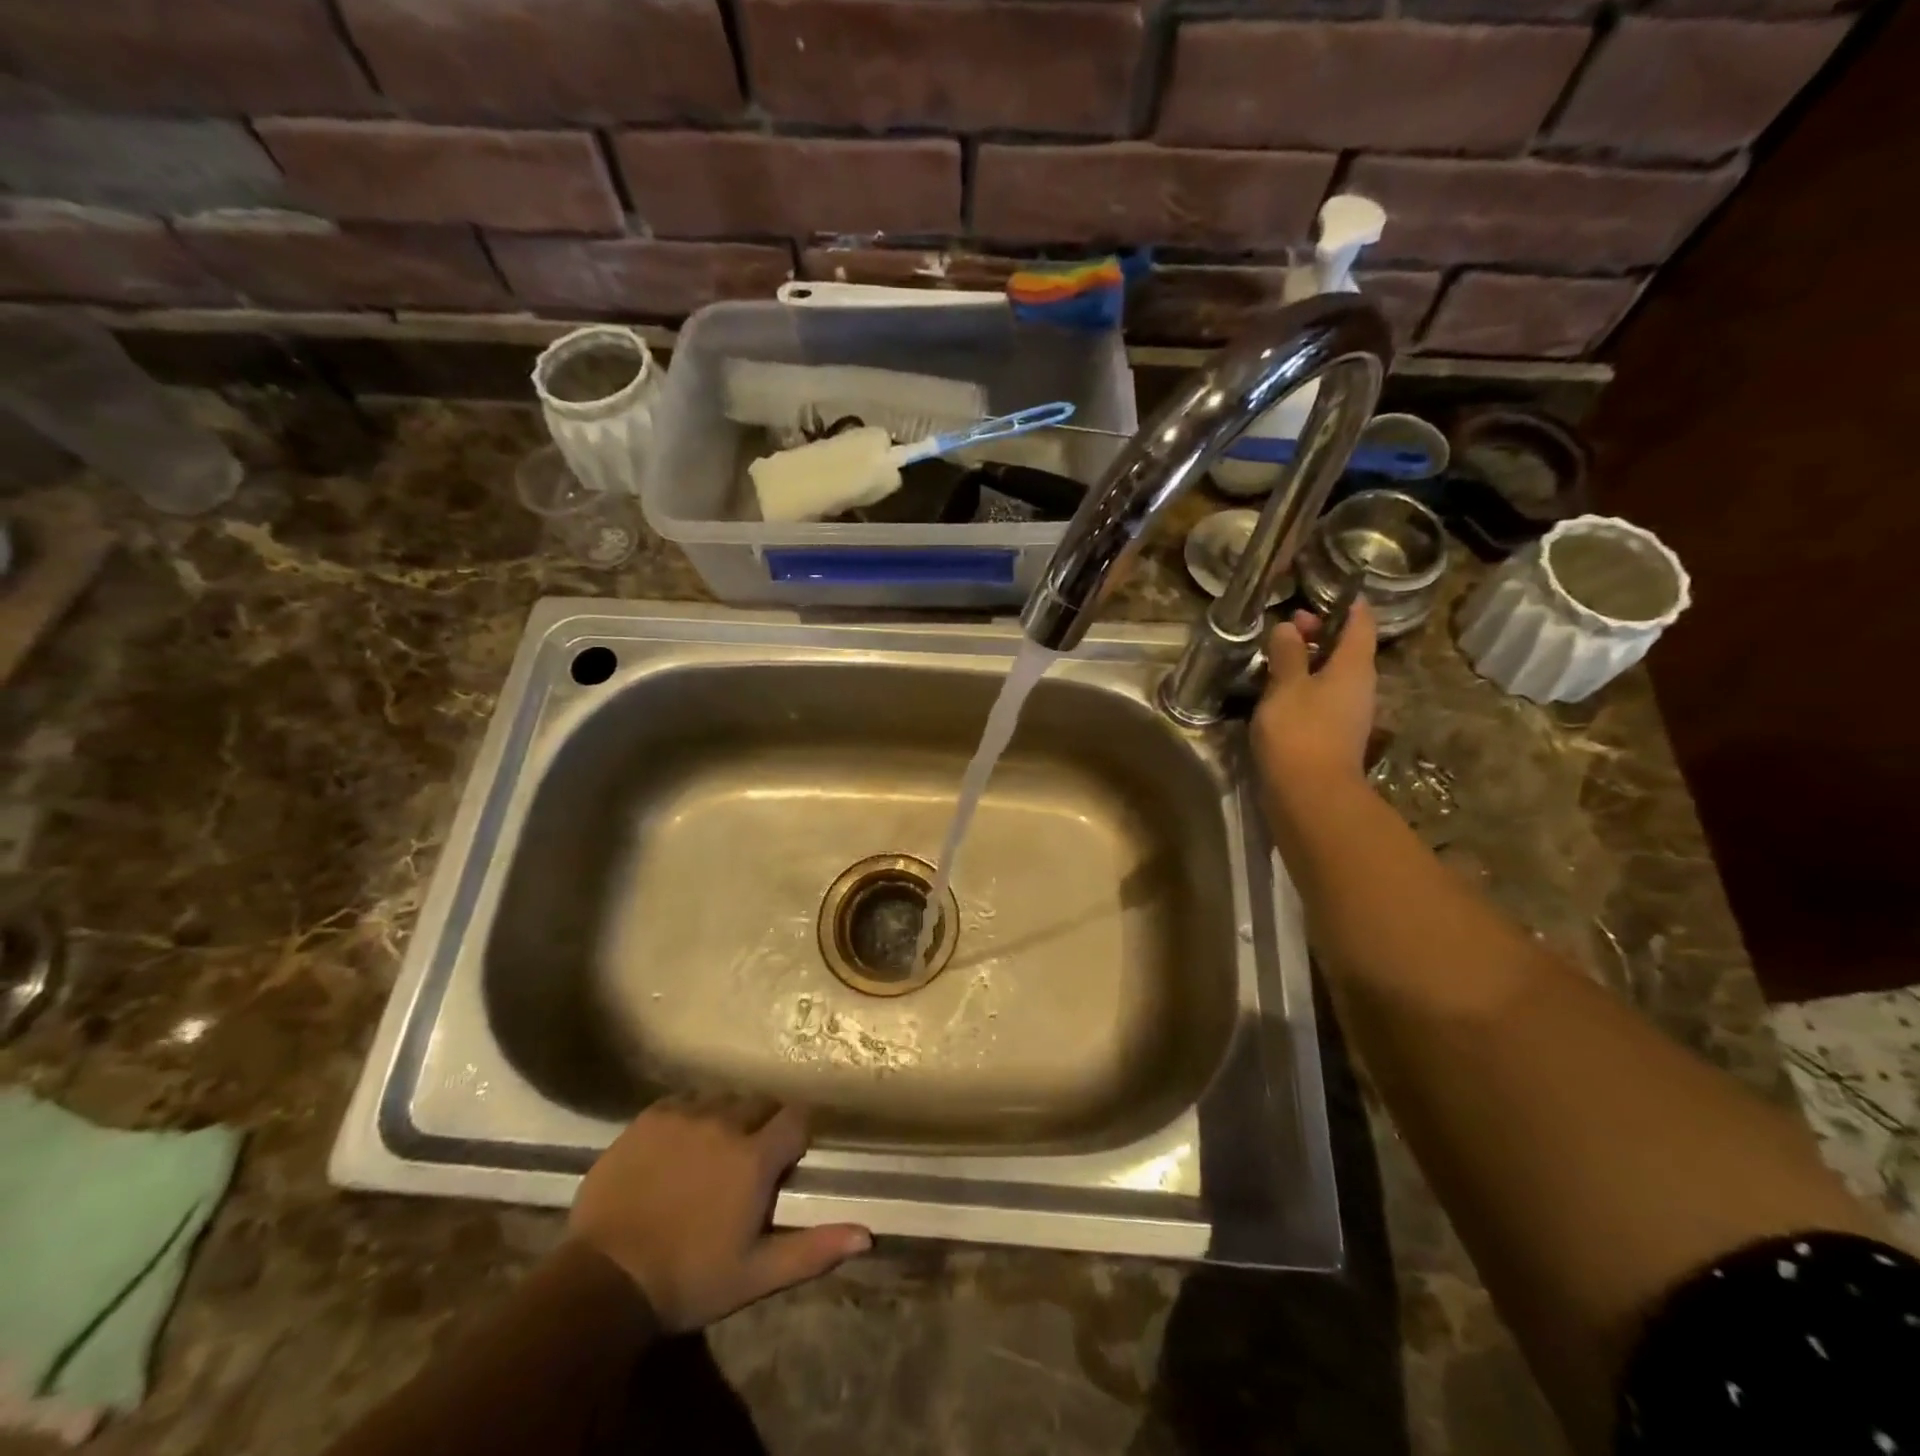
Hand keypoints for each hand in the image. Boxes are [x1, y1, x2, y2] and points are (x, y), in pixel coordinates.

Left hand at [569, 1097, 869, 1330]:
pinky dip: (690, 1116)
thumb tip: (868, 1235)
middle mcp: (726, 1122)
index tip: (787, 1158)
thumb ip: (813, 1250)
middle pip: (759, 1103)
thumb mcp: (756, 1274)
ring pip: (722, 1099)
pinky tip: (678, 1145)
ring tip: (712, 1151)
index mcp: (755, 1156)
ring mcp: (685, 1115)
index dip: (797, 1135)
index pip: (796, 1118)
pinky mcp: (650, 1117)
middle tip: (747, 1161)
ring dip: (727, 1117)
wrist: (603, 1281)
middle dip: (762, 1125)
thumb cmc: (688, 1280)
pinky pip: (684, 1101)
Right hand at [1252, 597, 1377, 795]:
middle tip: (1289, 625)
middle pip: (1347, 650)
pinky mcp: (1333, 735)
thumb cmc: (1300, 732)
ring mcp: (1349, 714)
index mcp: (1354, 667)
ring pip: (1334, 675)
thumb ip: (1287, 654)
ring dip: (1310, 662)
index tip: (1332, 591)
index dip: (1349, 605)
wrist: (1311, 795)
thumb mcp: (1286, 686)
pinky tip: (1279, 692)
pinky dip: (1305, 687)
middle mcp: (1360, 687)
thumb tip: (1290, 628)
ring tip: (1277, 657)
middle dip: (1320, 634)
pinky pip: (1323, 698)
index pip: (1360, 624)